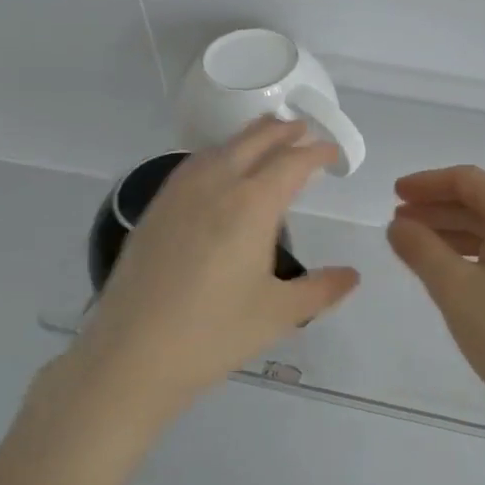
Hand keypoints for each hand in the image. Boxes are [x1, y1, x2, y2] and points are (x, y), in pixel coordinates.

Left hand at [60, 118, 359, 417]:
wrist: (132, 354)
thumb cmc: (215, 333)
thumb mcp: (280, 314)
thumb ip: (321, 289)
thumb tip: (352, 275)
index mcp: (252, 206)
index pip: (292, 163)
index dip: (316, 153)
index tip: (331, 152)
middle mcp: (216, 187)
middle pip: (254, 142)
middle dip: (282, 132)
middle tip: (303, 130)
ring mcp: (179, 195)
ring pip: (219, 149)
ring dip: (248, 137)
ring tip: (264, 138)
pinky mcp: (155, 210)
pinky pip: (192, 166)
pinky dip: (216, 154)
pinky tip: (216, 169)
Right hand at [386, 165, 484, 427]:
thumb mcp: (455, 290)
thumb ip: (421, 250)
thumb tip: (398, 226)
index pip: (467, 181)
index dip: (427, 183)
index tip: (395, 194)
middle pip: (482, 202)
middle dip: (438, 208)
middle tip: (398, 223)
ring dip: (455, 231)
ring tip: (416, 246)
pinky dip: (477, 250)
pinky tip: (453, 268)